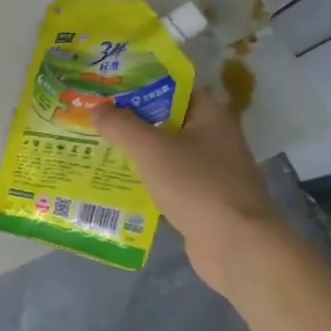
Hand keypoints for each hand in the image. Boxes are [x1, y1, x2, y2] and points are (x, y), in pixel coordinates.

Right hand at [92, 90, 280, 290]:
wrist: (236, 245)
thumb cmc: (196, 185)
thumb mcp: (151, 149)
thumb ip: (120, 125)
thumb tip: (95, 108)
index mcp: (210, 114)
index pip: (172, 88)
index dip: (140, 85)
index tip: (107, 88)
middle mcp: (215, 137)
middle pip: (167, 119)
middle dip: (132, 120)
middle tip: (94, 117)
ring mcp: (213, 170)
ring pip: (167, 152)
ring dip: (137, 151)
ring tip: (98, 147)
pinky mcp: (205, 198)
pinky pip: (170, 179)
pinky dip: (147, 179)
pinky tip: (118, 182)